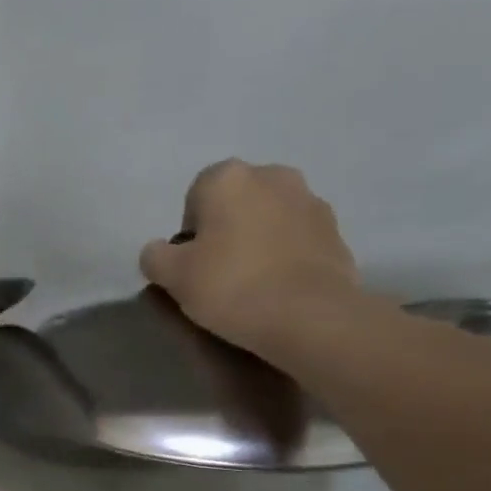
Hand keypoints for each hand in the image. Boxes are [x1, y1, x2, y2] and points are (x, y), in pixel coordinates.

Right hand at [140, 161, 361, 357]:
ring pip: (269, 217)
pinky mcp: (335, 230)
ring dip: (258, 239)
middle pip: (236, 201)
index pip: (195, 195)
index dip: (190, 232)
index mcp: (228, 178)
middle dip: (226, 229)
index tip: (192, 265)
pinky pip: (297, 238)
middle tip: (219, 273)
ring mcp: (310, 200)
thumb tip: (158, 251)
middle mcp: (272, 175)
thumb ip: (155, 257)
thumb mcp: (173, 277)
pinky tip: (279, 288)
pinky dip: (286, 255)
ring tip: (252, 283)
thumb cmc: (231, 287)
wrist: (309, 316)